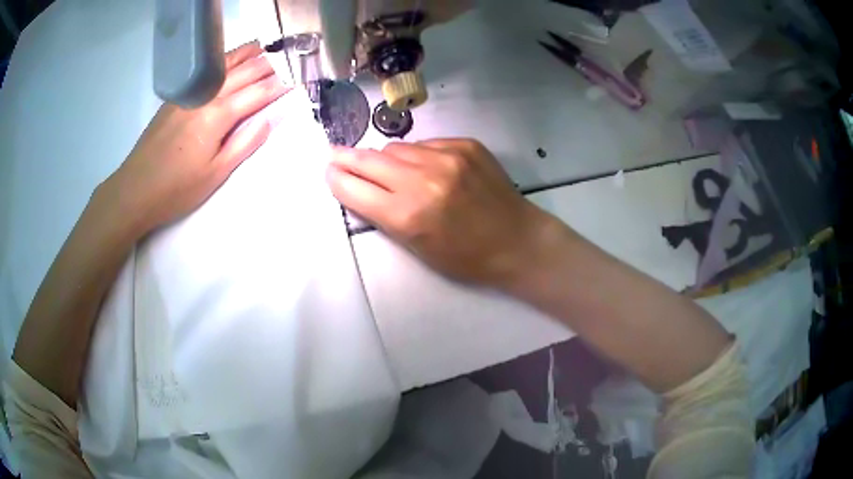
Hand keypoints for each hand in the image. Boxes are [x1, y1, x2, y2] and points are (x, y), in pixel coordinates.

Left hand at [101, 41, 289, 234]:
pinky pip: (206, 71)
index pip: (258, 93)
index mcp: (218, 115)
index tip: (295, 81)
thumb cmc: (177, 189)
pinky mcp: (177, 97)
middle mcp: (206, 95)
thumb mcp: (216, 174)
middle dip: (268, 66)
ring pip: (224, 65)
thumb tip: (270, 119)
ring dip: (247, 55)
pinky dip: (225, 62)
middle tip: (285, 64)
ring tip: (263, 51)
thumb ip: (245, 143)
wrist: (135, 190)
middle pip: (244, 72)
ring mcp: (189, 92)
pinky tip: (229, 63)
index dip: (279, 86)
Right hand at [326, 139, 562, 286]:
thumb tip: (360, 184)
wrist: (517, 241)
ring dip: (387, 159)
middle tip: (335, 155)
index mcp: (408, 215)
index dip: (337, 179)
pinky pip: (426, 144)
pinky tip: (430, 169)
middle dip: (347, 158)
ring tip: (392, 170)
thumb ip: (385, 214)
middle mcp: (423, 179)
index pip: (354, 188)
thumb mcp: (417, 248)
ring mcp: (447, 156)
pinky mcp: (465, 144)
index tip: (329, 171)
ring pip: (396, 147)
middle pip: (369, 159)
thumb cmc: (466, 257)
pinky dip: (419, 155)